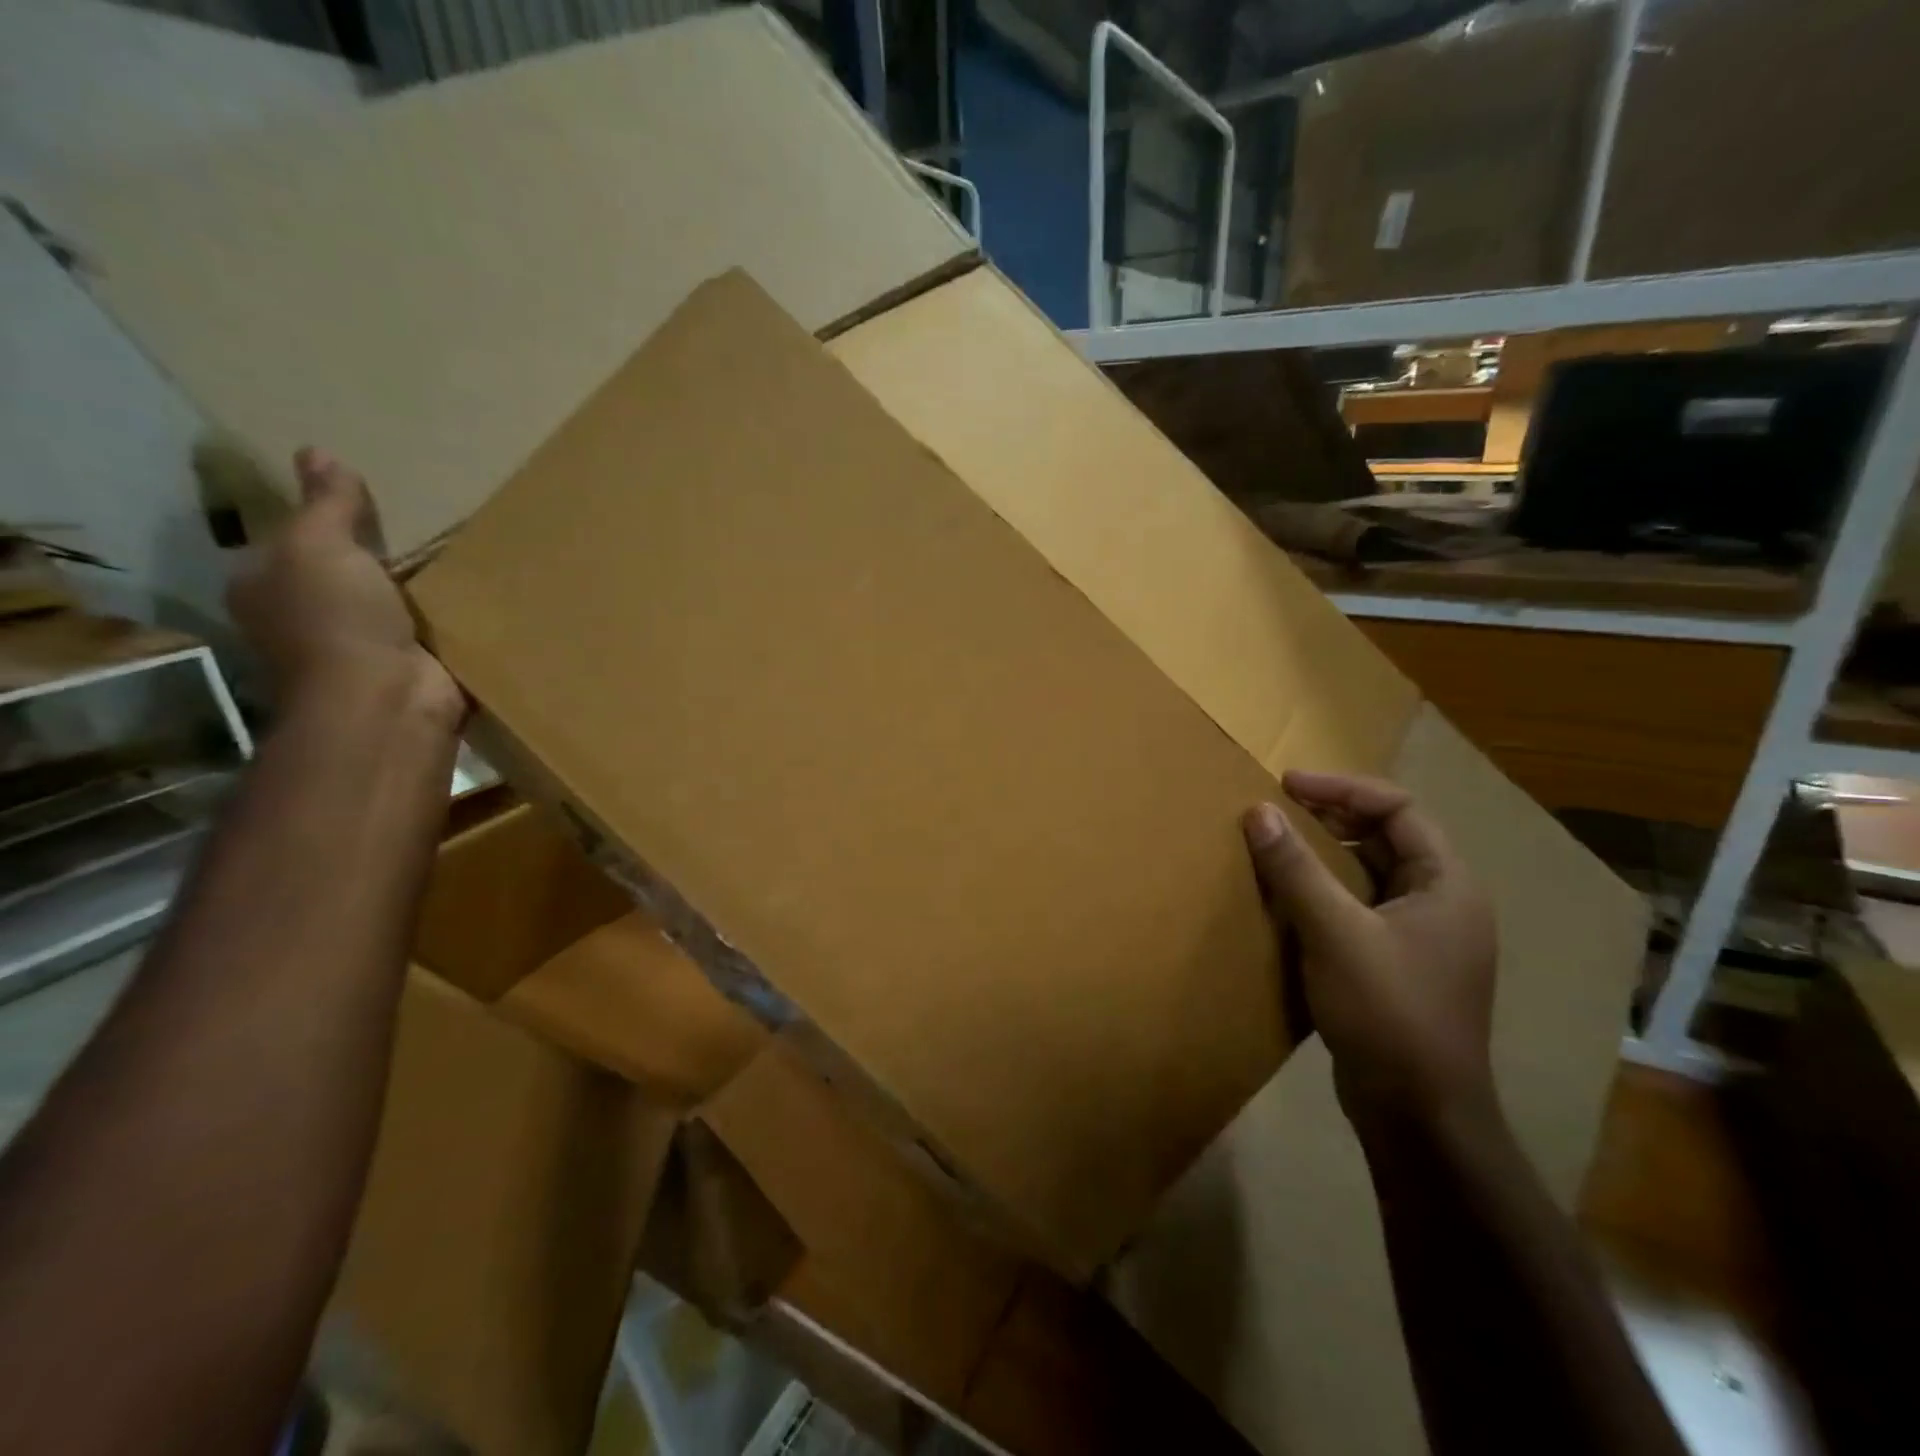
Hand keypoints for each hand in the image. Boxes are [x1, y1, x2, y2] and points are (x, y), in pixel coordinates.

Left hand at [228, 448, 462, 728]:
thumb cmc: (337, 619)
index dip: (319, 522)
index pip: (287, 545)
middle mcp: (304, 620)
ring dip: (416, 588)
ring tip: (454, 553)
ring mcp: (359, 649)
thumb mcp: (320, 545)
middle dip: (373, 556)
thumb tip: (317, 452)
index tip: (362, 502)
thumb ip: (326, 504)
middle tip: (416, 524)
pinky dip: (448, 617)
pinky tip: (472, 594)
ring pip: (389, 604)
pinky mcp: (411, 668)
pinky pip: (429, 631)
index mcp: (265, 588)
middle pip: (340, 575)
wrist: (390, 700)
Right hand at [1243, 771, 1496, 1132]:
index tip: (1285, 785)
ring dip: (1324, 854)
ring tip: (1275, 846)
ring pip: (1369, 873)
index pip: (1398, 808)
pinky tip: (1287, 900)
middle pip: (1386, 836)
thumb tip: (1258, 810)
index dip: (1341, 788)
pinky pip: (1358, 908)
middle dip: (1330, 817)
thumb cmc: (1388, 1012)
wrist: (1418, 1114)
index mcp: (1447, 884)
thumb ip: (1295, 869)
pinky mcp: (1397, 965)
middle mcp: (1442, 903)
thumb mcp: (1335, 932)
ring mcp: (1422, 937)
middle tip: (1275, 810)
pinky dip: (1324, 892)